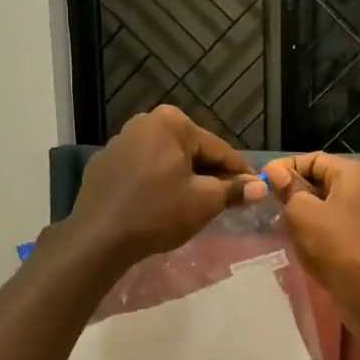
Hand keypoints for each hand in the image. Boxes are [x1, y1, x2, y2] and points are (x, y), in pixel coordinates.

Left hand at [67, 107, 259, 268]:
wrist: (98, 237)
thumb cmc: (158, 212)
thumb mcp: (204, 201)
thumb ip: (234, 189)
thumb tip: (261, 186)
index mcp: (170, 122)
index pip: (217, 148)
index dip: (240, 171)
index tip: (256, 188)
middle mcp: (143, 122)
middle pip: (190, 151)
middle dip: (210, 174)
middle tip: (228, 200)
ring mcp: (119, 142)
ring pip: (165, 160)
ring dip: (183, 178)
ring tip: (197, 205)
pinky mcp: (103, 165)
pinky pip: (141, 171)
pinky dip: (156, 183)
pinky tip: (161, 206)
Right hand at [263, 153, 359, 303]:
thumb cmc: (336, 245)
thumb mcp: (303, 211)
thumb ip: (287, 188)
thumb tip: (274, 171)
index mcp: (351, 172)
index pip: (310, 158)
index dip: (284, 167)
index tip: (260, 183)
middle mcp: (358, 187)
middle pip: (315, 180)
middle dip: (289, 191)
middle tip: (263, 204)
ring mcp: (358, 213)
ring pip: (318, 204)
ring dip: (296, 212)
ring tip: (274, 223)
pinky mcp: (354, 236)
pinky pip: (325, 224)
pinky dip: (308, 229)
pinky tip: (291, 240)